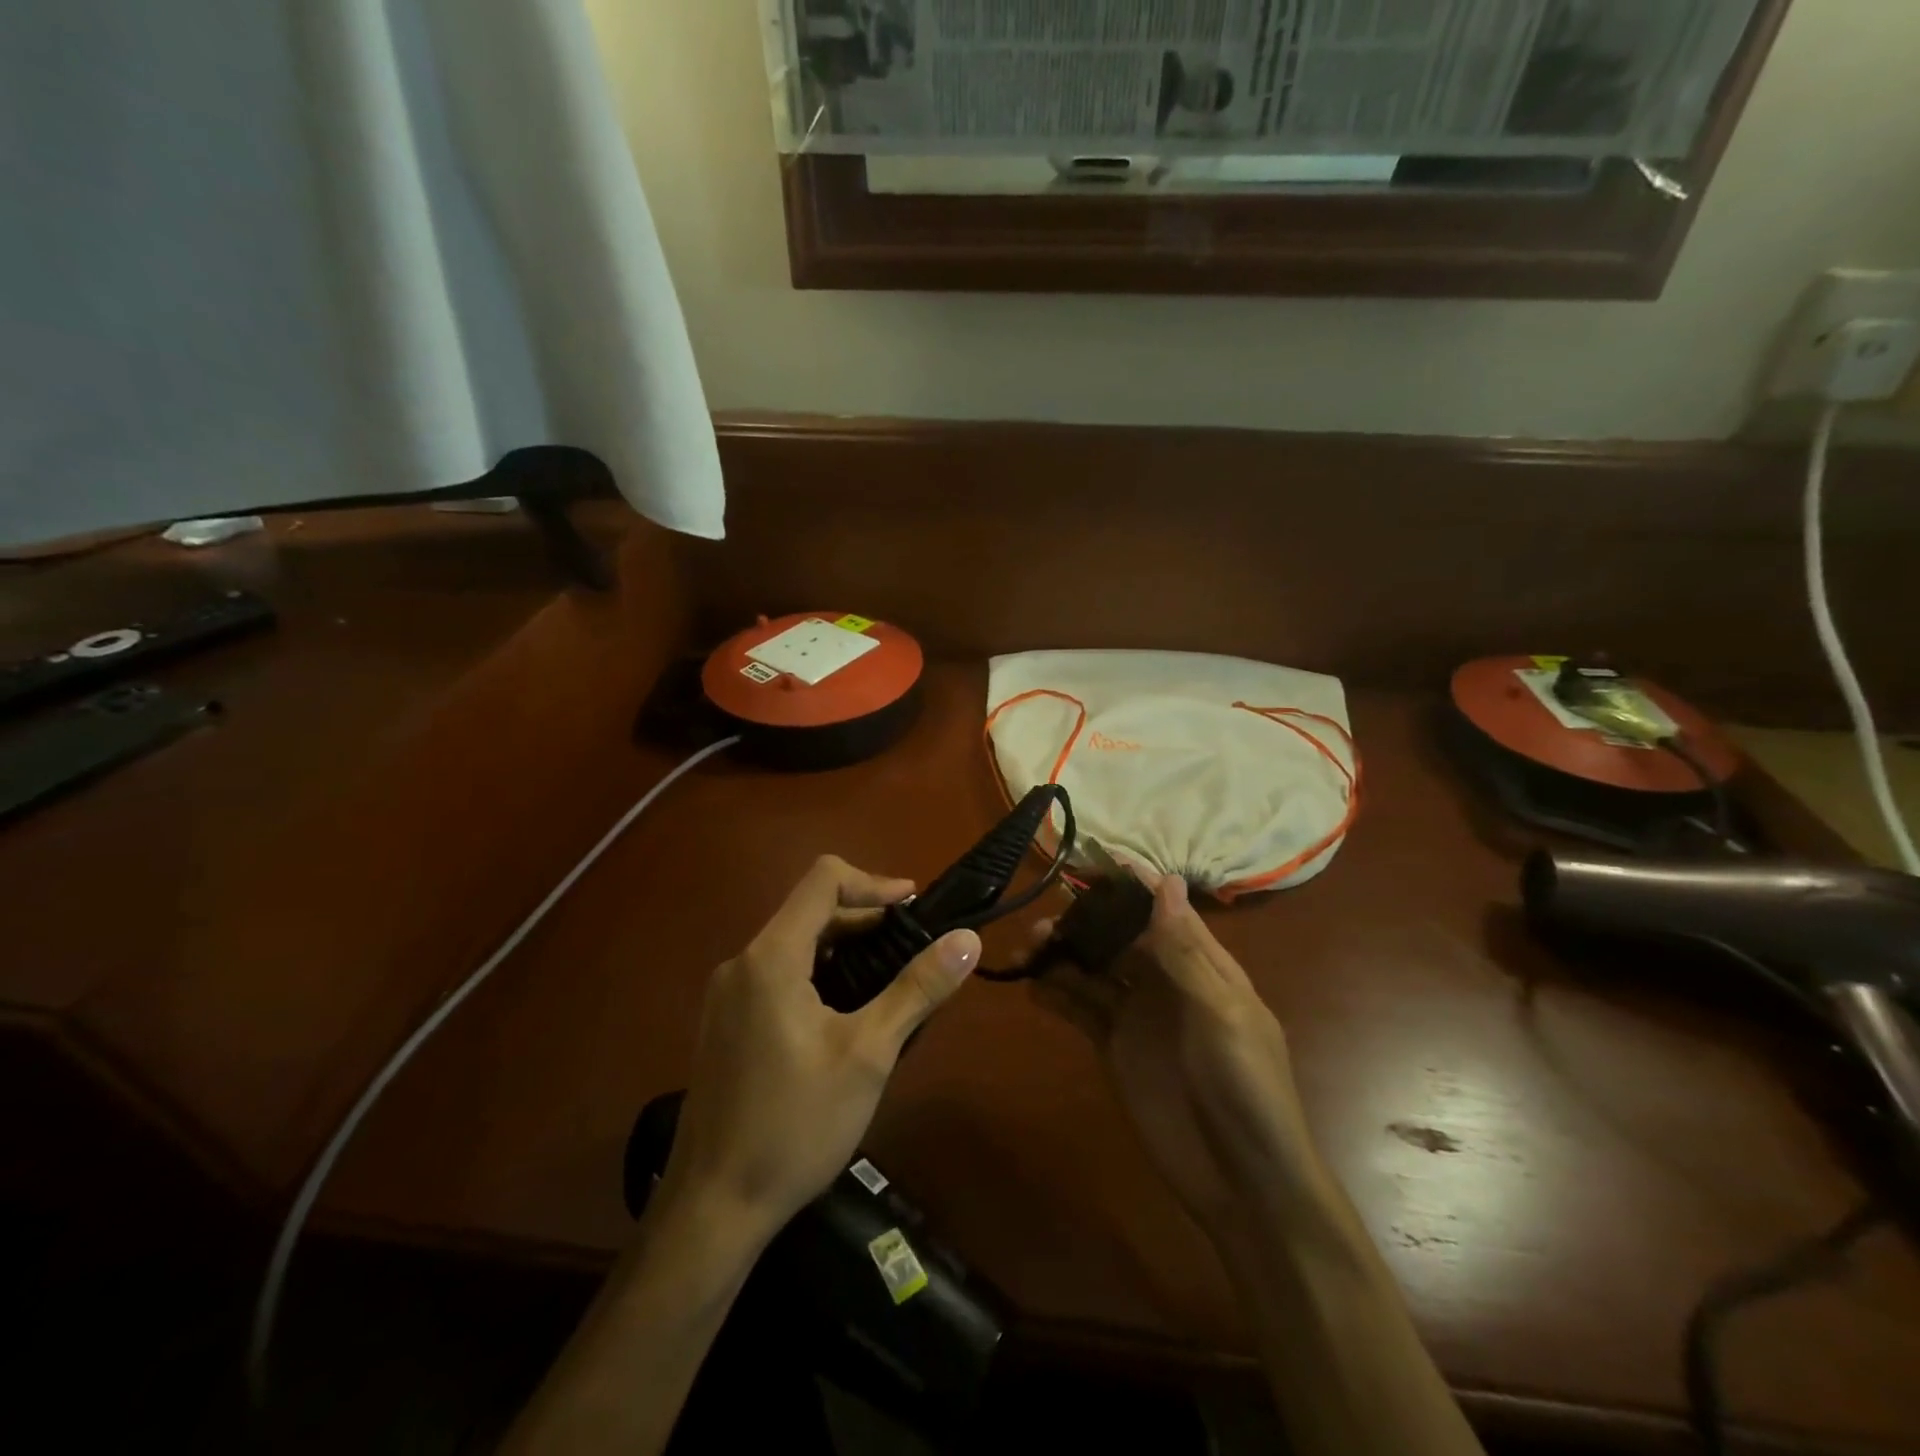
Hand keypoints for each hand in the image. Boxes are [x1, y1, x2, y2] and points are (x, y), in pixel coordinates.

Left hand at [657, 855, 980, 1245]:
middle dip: (864, 919)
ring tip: (890, 980)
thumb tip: (967, 938)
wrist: (712, 1209)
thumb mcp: (868, 1054)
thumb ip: (918, 988)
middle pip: (809, 910)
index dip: (873, 882)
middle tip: (913, 948)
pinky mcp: (725, 1023)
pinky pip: (778, 974)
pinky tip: (848, 1013)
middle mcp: (742, 962)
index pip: (823, 879)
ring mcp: (727, 994)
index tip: (914, 908)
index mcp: (771, 957)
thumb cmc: (795, 1125)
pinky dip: (819, 973)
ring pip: (795, 944)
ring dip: (844, 948)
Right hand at [1031, 872, 1317, 1247]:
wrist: (1242, 1182)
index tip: (1089, 861)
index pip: (1161, 909)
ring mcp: (1136, 1014)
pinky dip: (1055, 995)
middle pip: (1117, 936)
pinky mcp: (1114, 1046)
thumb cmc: (1246, 1088)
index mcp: (1200, 965)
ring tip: (1027, 951)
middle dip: (1082, 922)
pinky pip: (1080, 1009)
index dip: (1129, 884)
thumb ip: (1186, 951)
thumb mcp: (1221, 1014)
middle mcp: (1164, 980)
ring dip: (1062, 955)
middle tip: (1042, 923)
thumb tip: (1167, 881)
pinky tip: (1031, 987)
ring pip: (1092, 969)